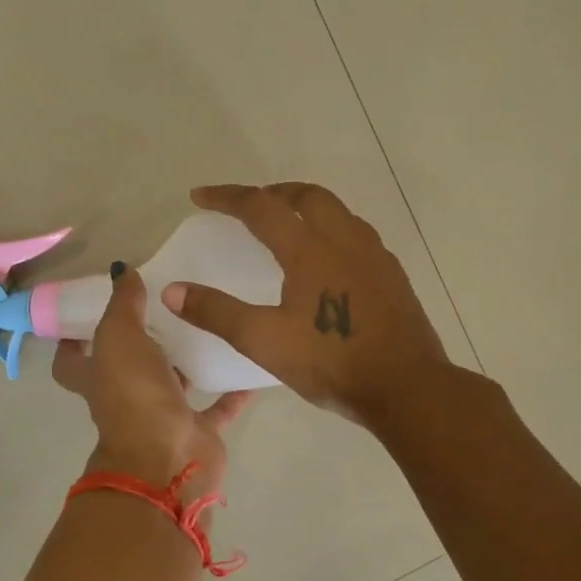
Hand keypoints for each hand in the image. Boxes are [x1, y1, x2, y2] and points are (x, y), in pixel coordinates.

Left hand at [52, 262, 250, 500]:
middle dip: (141, 345)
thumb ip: (123, 303)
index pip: (70, 362)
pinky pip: (216, 408)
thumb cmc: (134, 395)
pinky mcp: (197, 432)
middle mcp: (125, 399)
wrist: (167, 460)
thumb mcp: (120, 337)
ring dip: (185, 364)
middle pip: (126, 370)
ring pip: (173, 385)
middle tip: (164, 308)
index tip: (88, 315)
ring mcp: (161, 418)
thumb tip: (121, 270)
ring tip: (206, 327)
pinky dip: (231, 392)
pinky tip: (247, 366)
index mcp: (98, 378)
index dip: (72, 342)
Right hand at [161, 183, 449, 427]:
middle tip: (250, 205)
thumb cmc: (331, 361)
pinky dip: (331, 230)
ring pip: (338, 212)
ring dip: (306, 207)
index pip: (261, 207)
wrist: (408, 388)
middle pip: (307, 195)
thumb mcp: (263, 341)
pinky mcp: (392, 275)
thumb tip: (172, 290)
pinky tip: (328, 262)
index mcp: (310, 249)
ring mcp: (374, 256)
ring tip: (288, 226)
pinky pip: (356, 234)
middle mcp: (344, 240)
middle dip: (273, 192)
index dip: (227, 197)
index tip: (200, 196)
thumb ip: (216, 313)